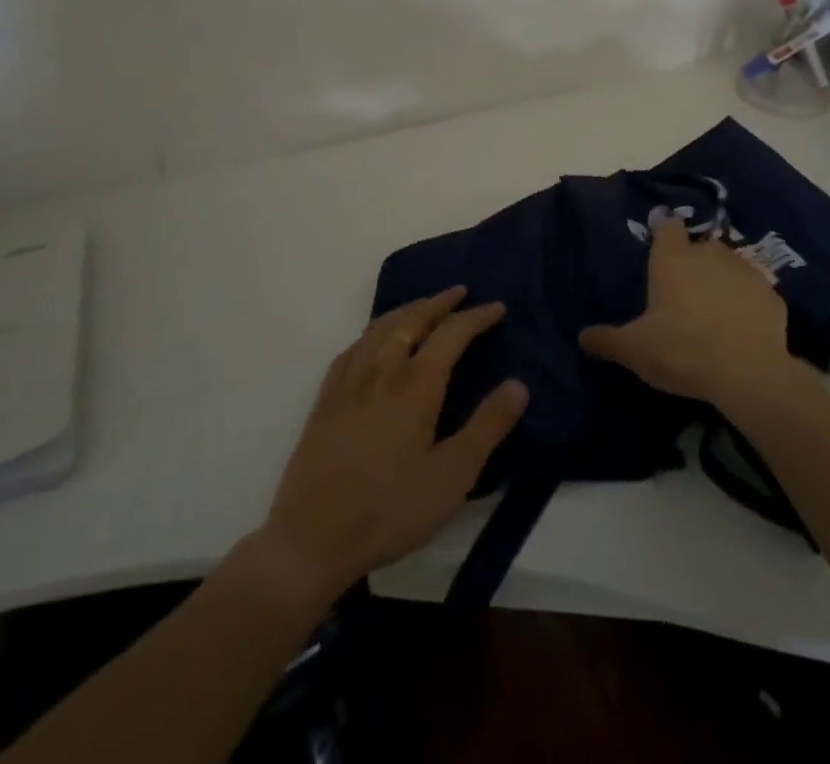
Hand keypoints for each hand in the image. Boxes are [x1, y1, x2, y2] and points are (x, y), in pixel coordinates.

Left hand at [257, 287, 528, 605]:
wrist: (311, 538)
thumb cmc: (390, 509)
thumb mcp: (452, 476)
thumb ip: (487, 427)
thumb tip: (519, 384)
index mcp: (416, 384)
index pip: (452, 333)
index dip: (476, 316)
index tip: (497, 307)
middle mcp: (382, 370)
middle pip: (413, 319)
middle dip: (440, 302)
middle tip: (460, 292)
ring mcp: (349, 381)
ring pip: (380, 327)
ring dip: (407, 309)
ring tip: (423, 307)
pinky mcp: (326, 398)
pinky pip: (354, 347)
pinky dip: (373, 331)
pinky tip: (374, 341)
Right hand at [580, 218, 794, 410]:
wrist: (749, 373)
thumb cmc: (681, 350)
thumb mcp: (635, 350)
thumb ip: (607, 340)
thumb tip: (582, 337)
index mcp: (672, 258)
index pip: (667, 225)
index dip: (662, 229)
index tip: (658, 239)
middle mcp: (709, 254)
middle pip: (698, 246)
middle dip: (692, 261)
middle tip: (683, 289)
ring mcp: (745, 271)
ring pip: (729, 266)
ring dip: (721, 279)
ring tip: (713, 309)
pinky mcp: (772, 295)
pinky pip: (754, 292)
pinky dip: (747, 303)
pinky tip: (742, 326)